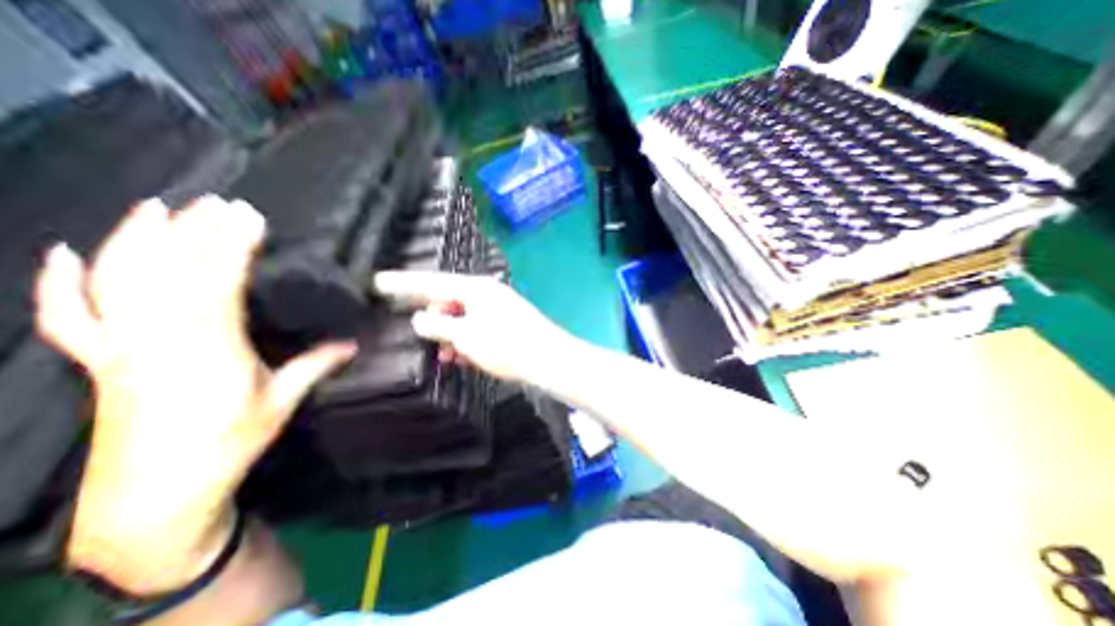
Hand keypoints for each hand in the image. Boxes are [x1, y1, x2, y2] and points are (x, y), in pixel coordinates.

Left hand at [34, 196, 350, 595]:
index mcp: (207, 350)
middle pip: (169, 273)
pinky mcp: (101, 361)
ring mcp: (120, 349)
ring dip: (137, 240)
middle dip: (194, 232)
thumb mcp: (281, 402)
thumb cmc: (229, 444)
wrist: (155, 495)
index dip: (233, 247)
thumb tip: (352, 345)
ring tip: (158, 207)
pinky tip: (69, 253)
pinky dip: (62, 284)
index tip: (252, 219)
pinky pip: (72, 318)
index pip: (218, 284)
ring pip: (117, 283)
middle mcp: (157, 341)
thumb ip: (315, 366)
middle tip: (220, 202)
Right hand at [374, 270, 573, 383]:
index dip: (404, 283)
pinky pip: (478, 327)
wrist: (548, 359)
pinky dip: (467, 340)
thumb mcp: (465, 335)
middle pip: (448, 300)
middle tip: (423, 337)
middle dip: (434, 319)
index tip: (379, 282)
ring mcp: (499, 308)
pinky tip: (464, 357)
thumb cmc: (506, 345)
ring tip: (446, 355)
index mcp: (476, 289)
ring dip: (451, 335)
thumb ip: (438, 326)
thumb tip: (421, 319)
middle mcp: (487, 293)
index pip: (432, 282)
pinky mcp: (507, 324)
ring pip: (463, 317)